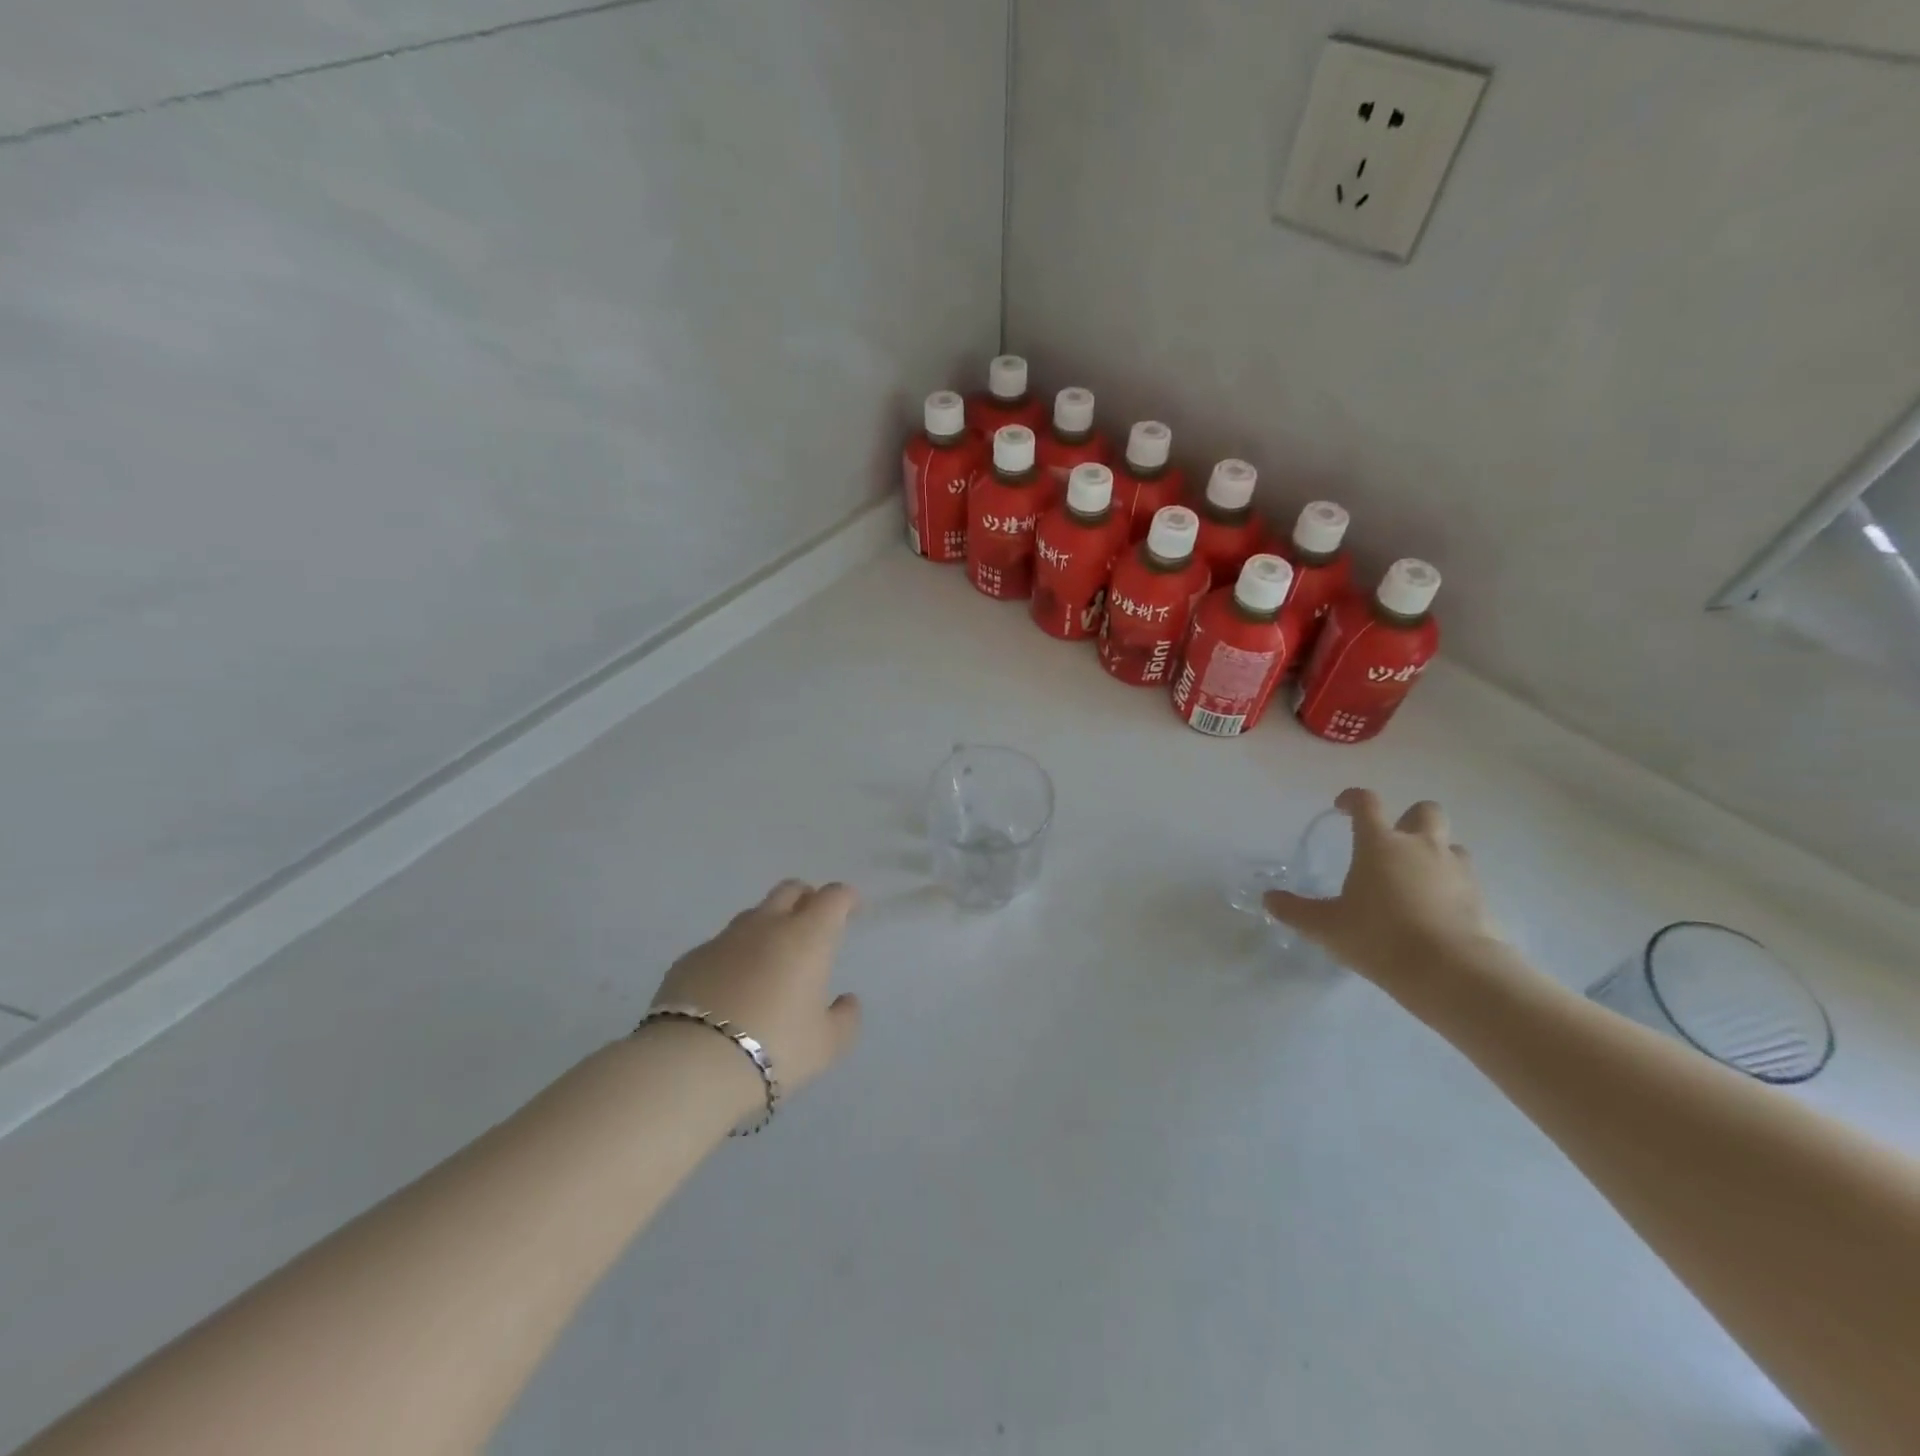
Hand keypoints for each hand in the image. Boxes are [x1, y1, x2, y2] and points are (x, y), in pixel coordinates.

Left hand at [649, 880, 863, 1105]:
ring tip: (771, 961)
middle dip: (806, 899)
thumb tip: (846, 1001)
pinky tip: (731, 988)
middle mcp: (766, 926)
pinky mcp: (690, 959)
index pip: (832, 897)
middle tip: (812, 925)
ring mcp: (724, 939)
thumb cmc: (775, 1048)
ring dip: (768, 926)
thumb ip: (845, 1018)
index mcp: (807, 937)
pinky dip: (734, 956)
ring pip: (753, 915)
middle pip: (790, 890)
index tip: (851, 909)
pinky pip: (720, 946)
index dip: (846, 898)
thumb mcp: (826, 1045)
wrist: (691, 1064)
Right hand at [1264, 789, 1499, 987]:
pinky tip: (1435, 911)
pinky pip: (1465, 879)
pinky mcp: (1480, 897)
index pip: (1367, 803)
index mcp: (1380, 844)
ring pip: (1450, 844)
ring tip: (1416, 879)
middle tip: (1391, 842)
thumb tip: (1269, 899)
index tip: (1342, 807)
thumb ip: (1295, 911)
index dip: (1353, 799)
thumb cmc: (1379, 937)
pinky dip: (1451, 886)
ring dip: (1434, 852)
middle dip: (1409, 819)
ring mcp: (1456, 870)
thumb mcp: (1326, 927)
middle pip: (1424, 810)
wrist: (1453, 971)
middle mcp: (1420, 846)